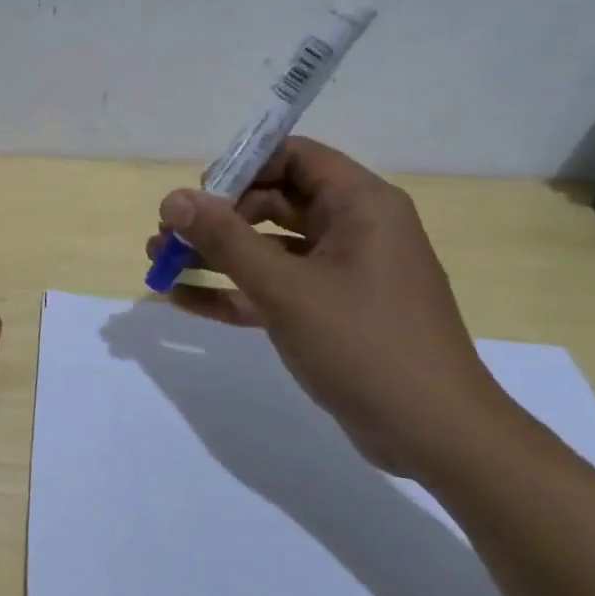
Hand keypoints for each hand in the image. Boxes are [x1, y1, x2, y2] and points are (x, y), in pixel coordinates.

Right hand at [147, 137, 519, 478]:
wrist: (436, 438)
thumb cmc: (364, 344)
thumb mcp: (286, 288)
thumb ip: (225, 239)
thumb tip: (173, 198)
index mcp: (360, 206)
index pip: (294, 157)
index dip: (242, 166)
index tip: (198, 194)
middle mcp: (353, 229)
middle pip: (273, 200)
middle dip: (216, 216)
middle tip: (168, 234)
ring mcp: (342, 273)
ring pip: (268, 247)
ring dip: (214, 253)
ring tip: (158, 261)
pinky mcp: (330, 312)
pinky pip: (274, 286)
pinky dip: (233, 290)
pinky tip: (181, 298)